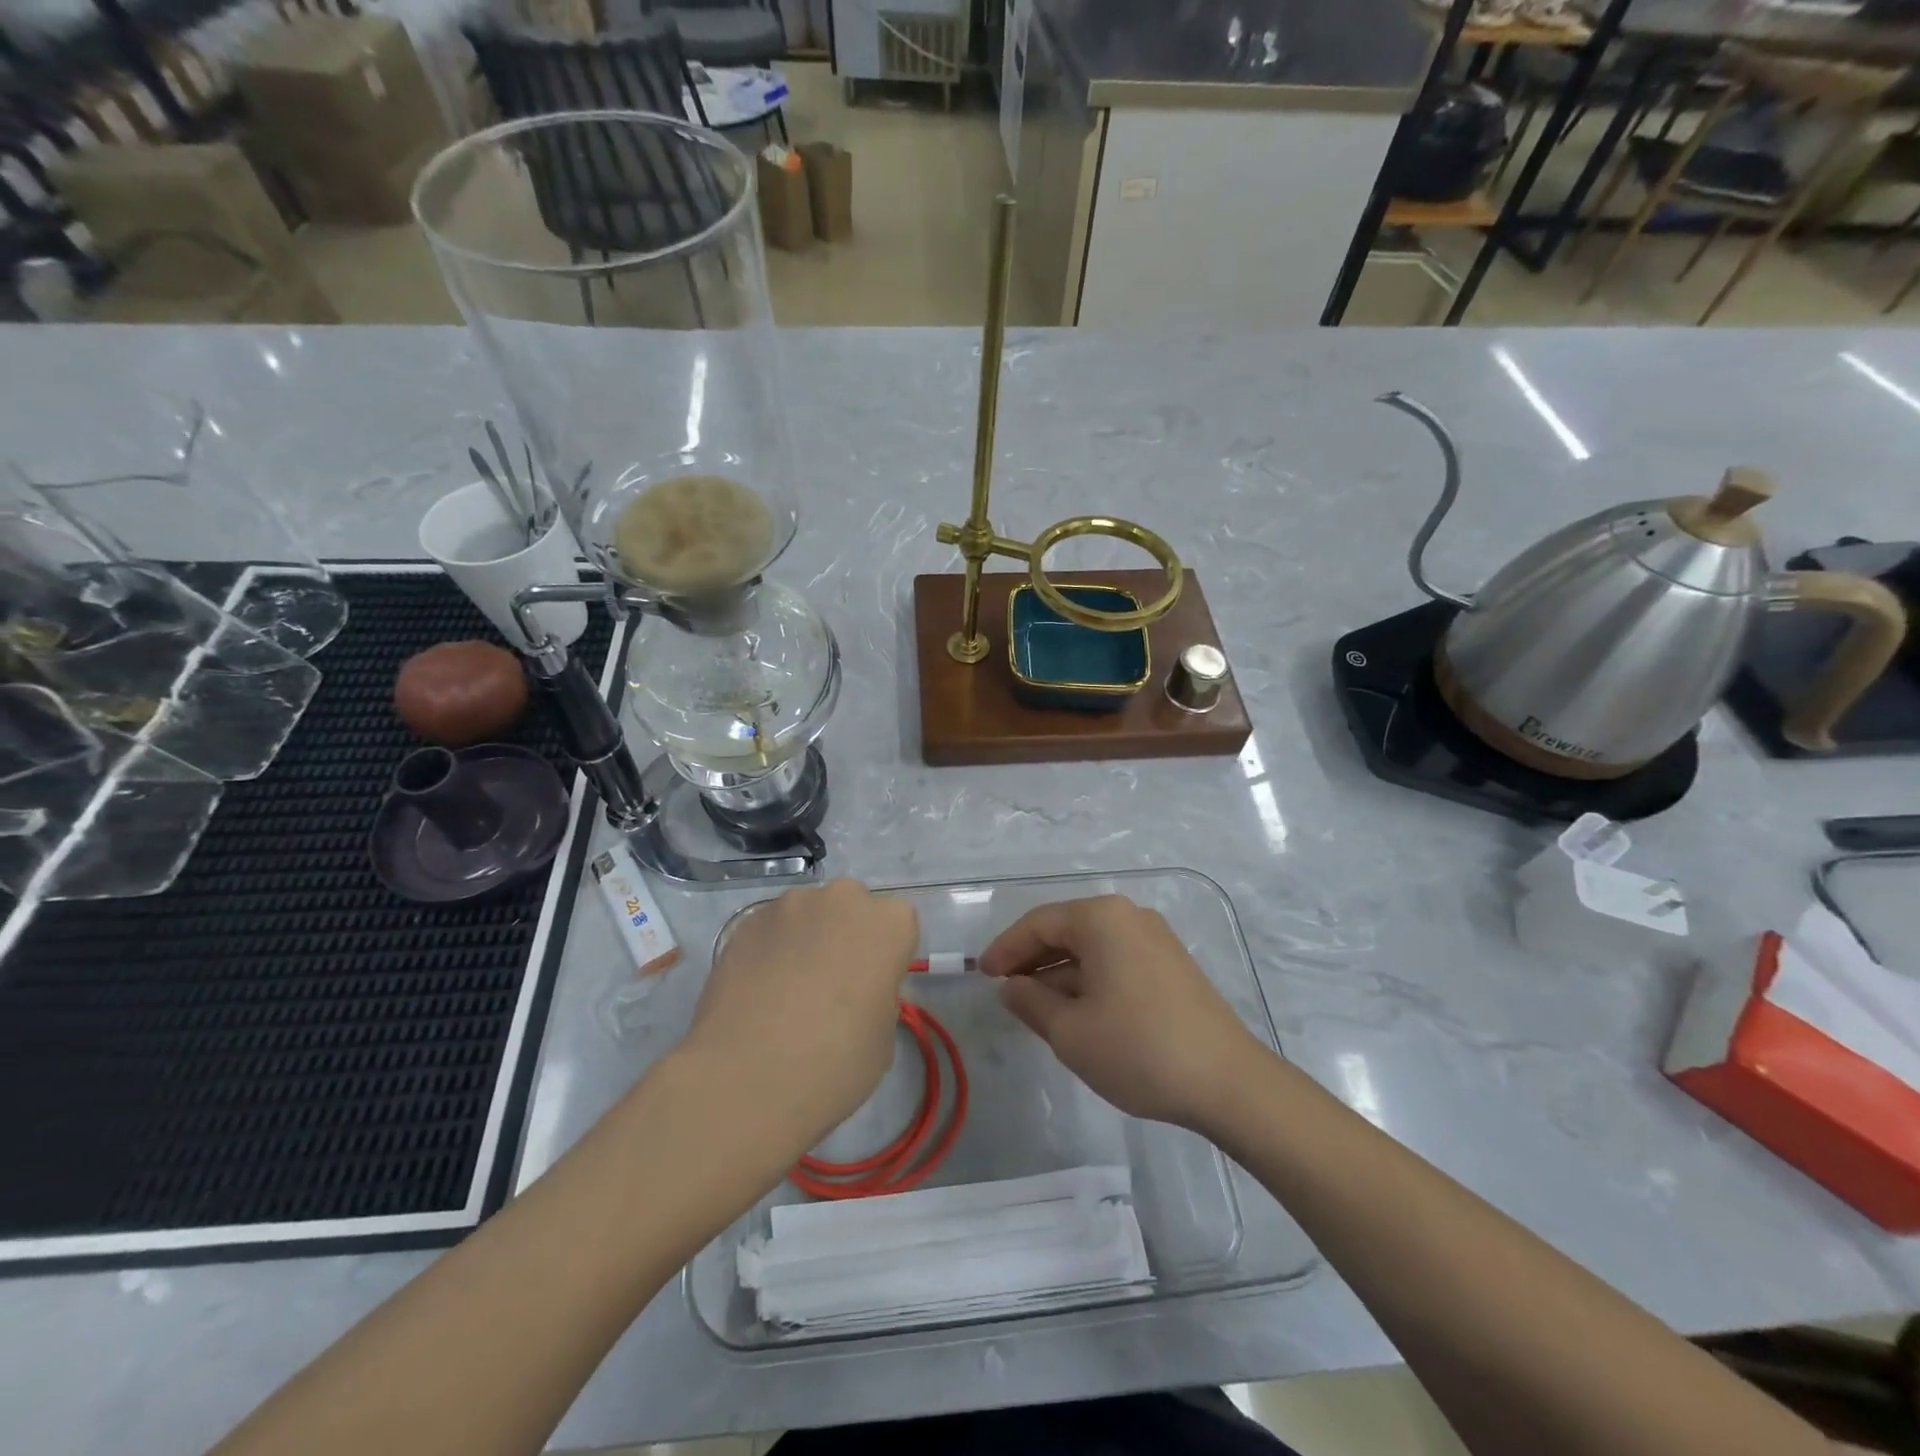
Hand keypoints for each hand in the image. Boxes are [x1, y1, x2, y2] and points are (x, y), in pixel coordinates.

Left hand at [680, 879, 917, 1160]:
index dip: (886, 958)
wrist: (747, 1078)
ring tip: (786, 993)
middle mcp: (842, 899)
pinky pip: (770, 930)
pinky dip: (769, 951)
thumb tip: (857, 996)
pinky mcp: (747, 922)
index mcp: (889, 923)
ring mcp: (790, 905)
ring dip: (805, 940)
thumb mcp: (883, 1039)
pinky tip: (757, 994)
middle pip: (852, 909)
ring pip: (808, 915)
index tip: (872, 990)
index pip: (898, 927)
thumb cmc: (835, 1063)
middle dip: (845, 936)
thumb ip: (878, 999)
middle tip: (831, 986)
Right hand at [979, 895, 1268, 1132]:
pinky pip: (1115, 959)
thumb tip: (1011, 985)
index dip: (1005, 948)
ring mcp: (1155, 938)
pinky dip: (1089, 979)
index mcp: (1101, 918)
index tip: (982, 974)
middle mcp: (1129, 916)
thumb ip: (1030, 1001)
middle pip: (1066, 930)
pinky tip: (1077, 1010)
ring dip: (1060, 973)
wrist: (1227, 1082)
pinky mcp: (1171, 964)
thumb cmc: (1137, 1049)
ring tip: (1036, 1007)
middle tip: (1006, 990)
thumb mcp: (1069, 1031)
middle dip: (1032, 960)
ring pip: (1091, 947)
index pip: (1038, 923)